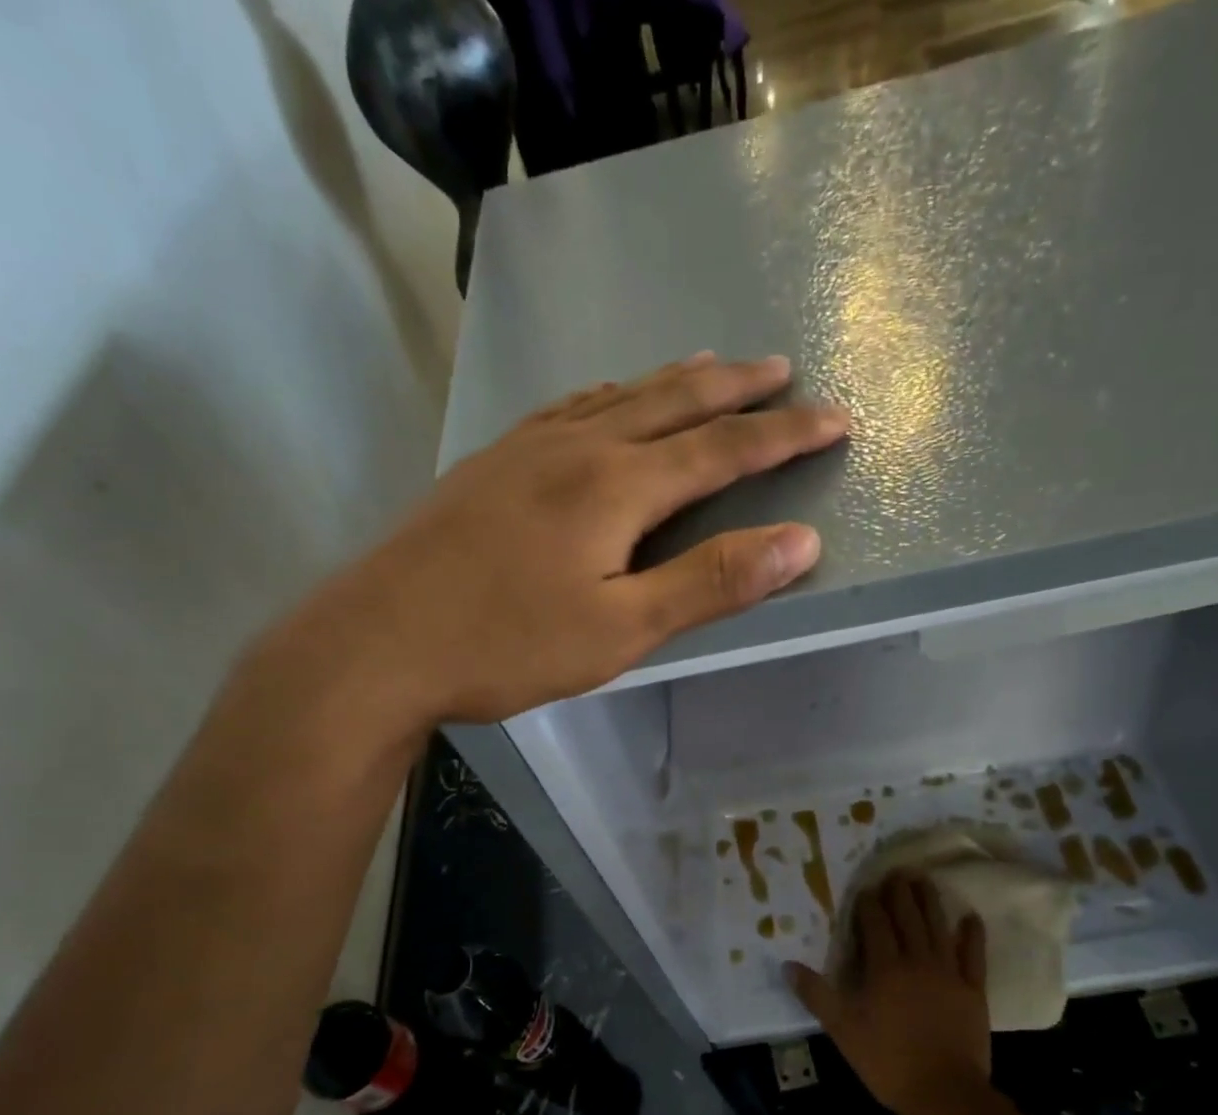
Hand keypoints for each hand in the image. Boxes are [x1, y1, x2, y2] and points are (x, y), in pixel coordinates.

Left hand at [283, 353, 847, 726]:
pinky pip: (569, 408)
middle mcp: (578, 447)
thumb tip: (800, 541)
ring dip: (675, 381)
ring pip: (619, 396)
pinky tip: (607, 400)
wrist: (381, 641)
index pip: (724, 448)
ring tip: (712, 366)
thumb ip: (711, 582)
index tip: (836, 418)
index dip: (786, 433)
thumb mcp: (622, 628)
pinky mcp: (492, 464)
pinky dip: (610, 395)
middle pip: (674, 402)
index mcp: (618, 485)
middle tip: (783, 368)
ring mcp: (528, 449)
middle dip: (737, 387)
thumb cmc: (508, 644)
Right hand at [788, 874, 991, 1114]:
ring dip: (930, 902)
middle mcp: (916, 960)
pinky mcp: (973, 991)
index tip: (866, 888)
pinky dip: (972, 935)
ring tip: (924, 880)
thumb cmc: (887, 1060)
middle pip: (907, 918)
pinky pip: (973, 956)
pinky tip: (971, 917)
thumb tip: (787, 965)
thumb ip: (816, 994)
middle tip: (897, 872)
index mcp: (884, 967)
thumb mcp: (842, 1029)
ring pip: (937, 927)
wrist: (945, 1093)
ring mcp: (948, 973)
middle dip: (900, 893)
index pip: (875, 924)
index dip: (869, 904)